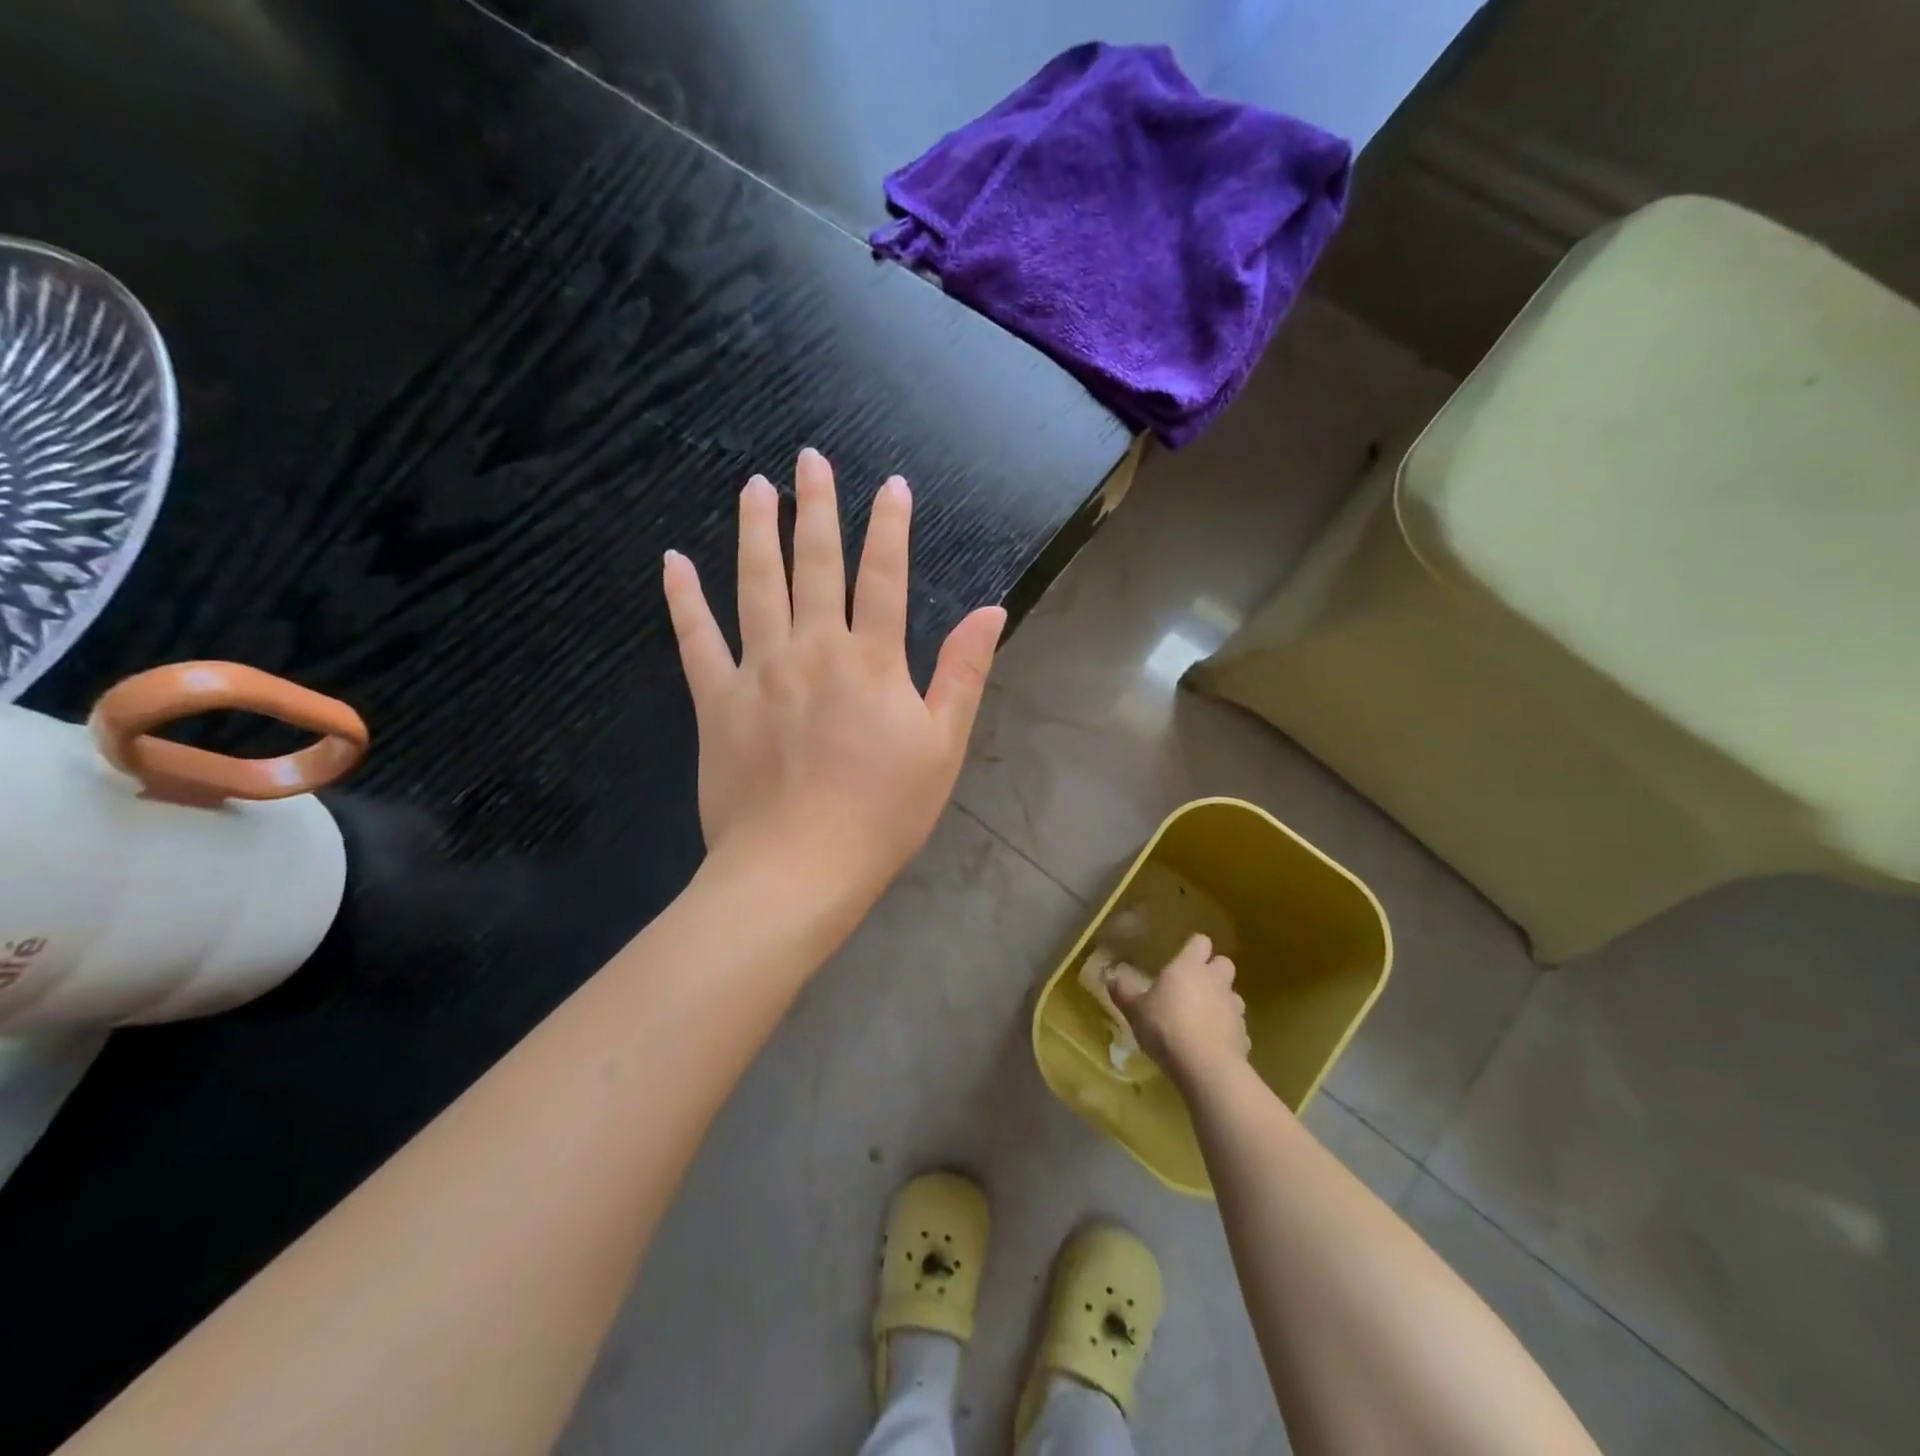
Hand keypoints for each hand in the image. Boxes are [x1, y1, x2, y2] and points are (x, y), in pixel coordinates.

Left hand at [662, 448, 1005, 903]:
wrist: (799, 868)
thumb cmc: (883, 814)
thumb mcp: (942, 747)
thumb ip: (963, 674)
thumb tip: (991, 609)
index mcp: (872, 662)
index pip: (885, 577)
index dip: (890, 527)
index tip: (890, 485)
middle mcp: (814, 650)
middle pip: (815, 565)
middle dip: (816, 508)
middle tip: (809, 460)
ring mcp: (759, 671)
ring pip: (755, 586)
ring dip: (755, 532)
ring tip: (754, 488)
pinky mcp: (717, 701)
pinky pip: (695, 640)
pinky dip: (683, 600)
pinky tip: (673, 562)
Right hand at [1109, 933, 1249, 1090]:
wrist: (1205, 1066)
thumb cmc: (1166, 1027)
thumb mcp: (1135, 1010)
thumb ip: (1124, 991)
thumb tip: (1110, 976)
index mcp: (1189, 967)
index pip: (1200, 942)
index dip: (1194, 948)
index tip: (1183, 957)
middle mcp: (1215, 981)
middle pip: (1224, 963)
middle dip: (1213, 971)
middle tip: (1194, 985)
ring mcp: (1234, 1008)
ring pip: (1233, 995)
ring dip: (1222, 1001)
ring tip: (1204, 1016)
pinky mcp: (1244, 1035)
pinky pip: (1237, 1026)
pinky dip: (1227, 1030)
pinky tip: (1212, 1042)